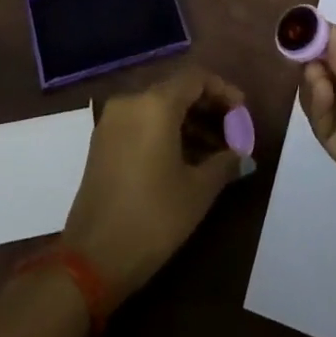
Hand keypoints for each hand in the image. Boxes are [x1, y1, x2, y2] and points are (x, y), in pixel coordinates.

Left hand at [60, 66, 246, 299]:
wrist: (92, 259)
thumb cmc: (153, 218)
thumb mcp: (197, 192)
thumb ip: (224, 163)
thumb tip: (243, 155)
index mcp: (155, 104)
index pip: (196, 78)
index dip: (223, 90)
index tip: (243, 111)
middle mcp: (131, 101)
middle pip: (176, 89)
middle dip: (207, 107)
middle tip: (232, 132)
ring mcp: (112, 120)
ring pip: (158, 107)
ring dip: (187, 122)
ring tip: (214, 151)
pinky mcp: (102, 141)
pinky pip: (141, 122)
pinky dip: (165, 131)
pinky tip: (184, 158)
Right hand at [300, 27, 335, 269]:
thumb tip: (330, 43)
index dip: (335, 36)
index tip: (310, 22)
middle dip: (319, 55)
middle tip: (298, 40)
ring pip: (330, 100)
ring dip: (315, 79)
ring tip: (309, 65)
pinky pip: (331, 132)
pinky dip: (318, 109)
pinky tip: (318, 87)